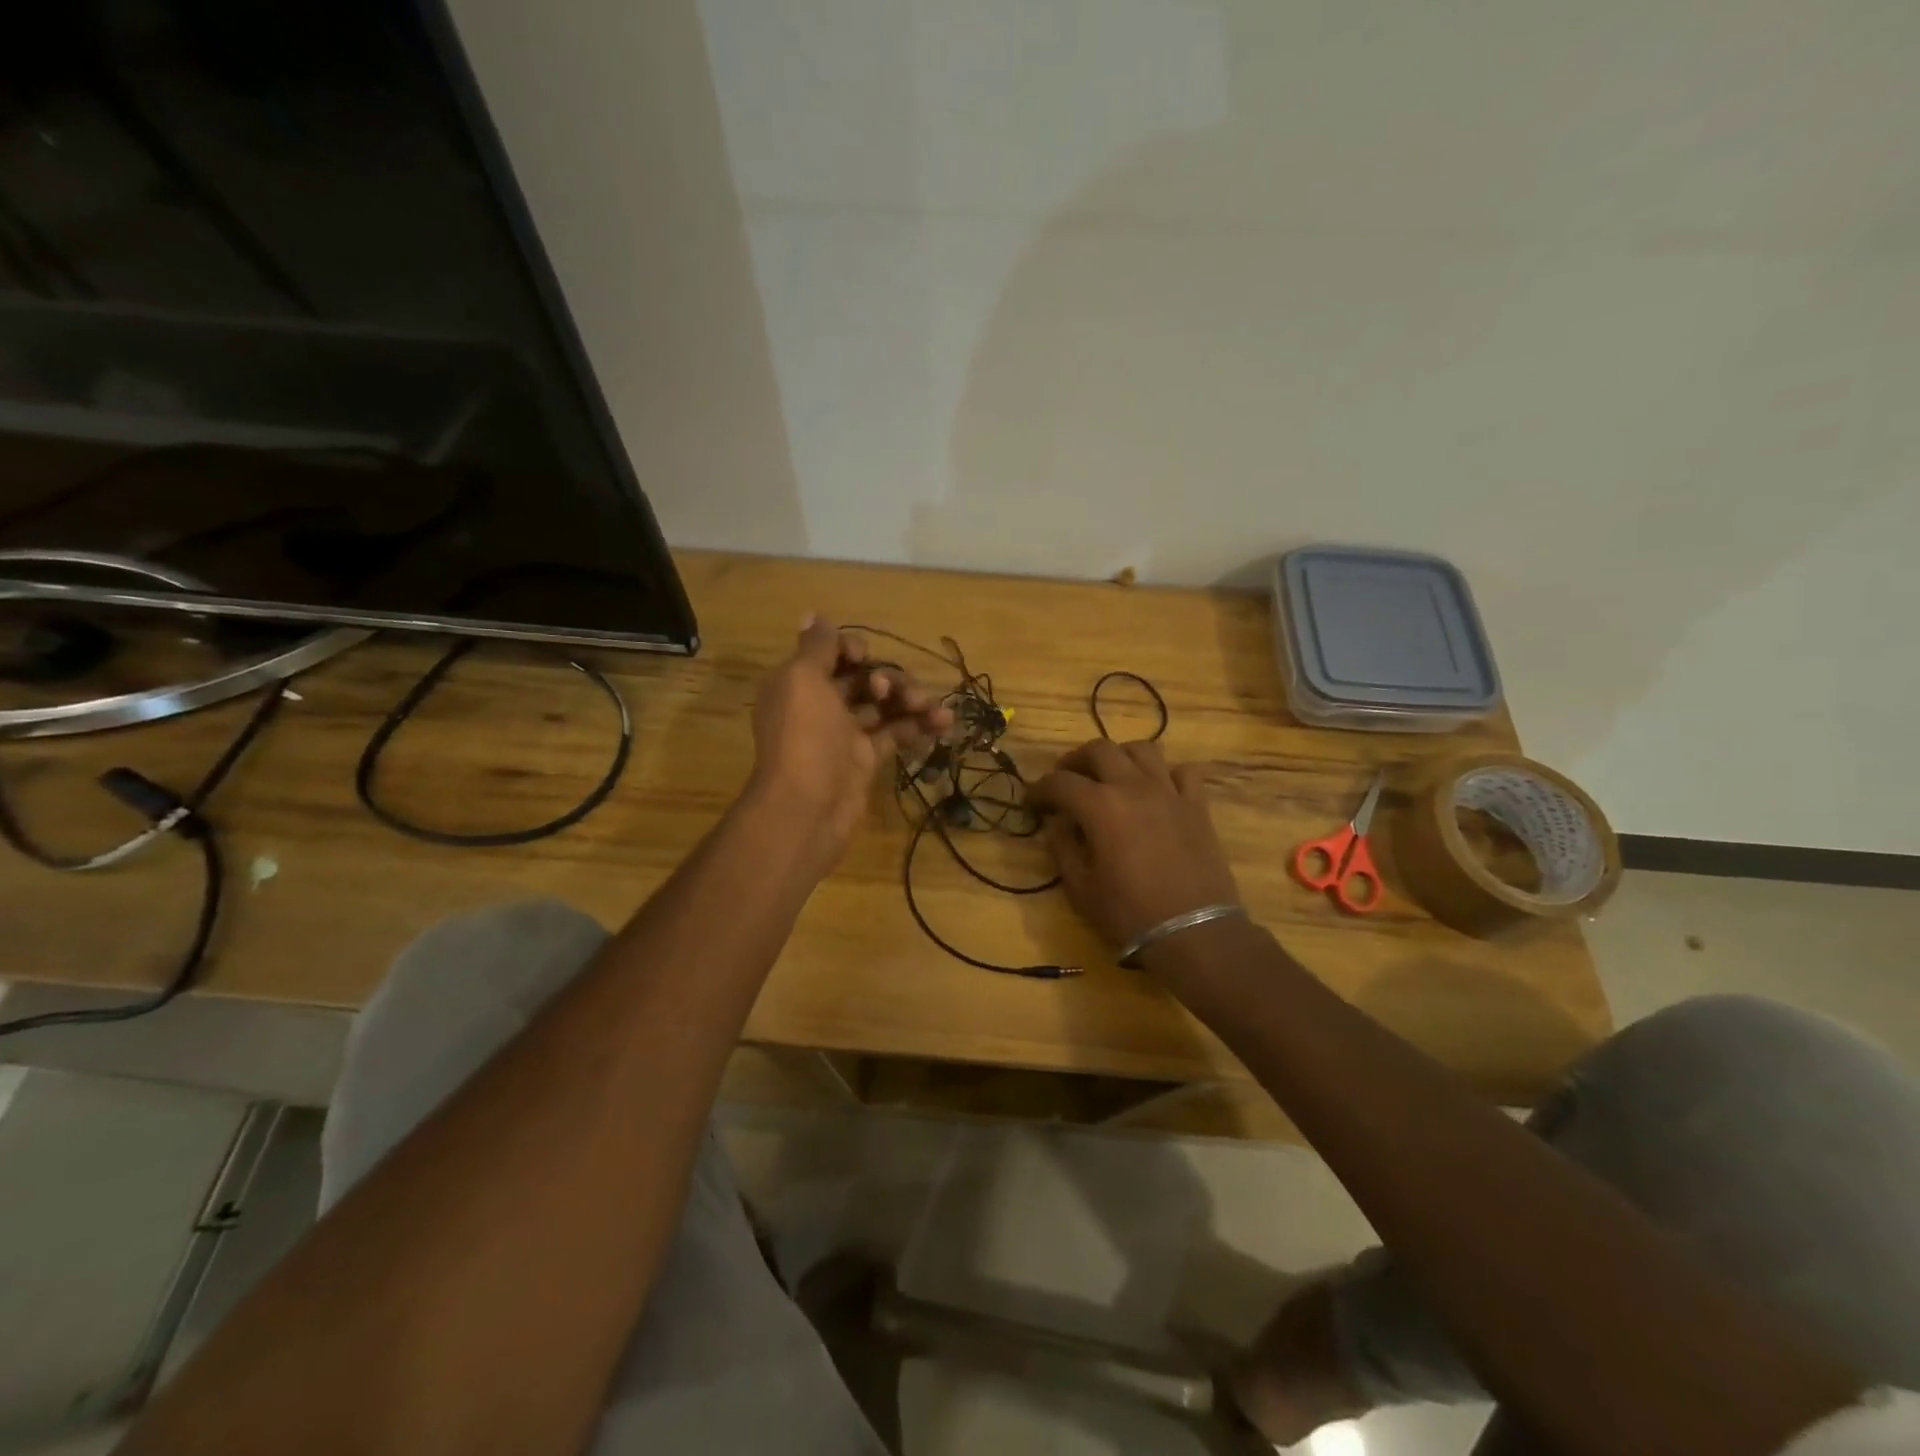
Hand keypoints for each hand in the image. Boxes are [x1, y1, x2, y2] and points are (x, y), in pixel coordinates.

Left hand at [749, 616, 952, 859]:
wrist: (808, 808)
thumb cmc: (805, 737)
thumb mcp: (802, 680)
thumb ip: (816, 647)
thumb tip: (812, 614)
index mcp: (798, 683)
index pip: (831, 654)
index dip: (852, 650)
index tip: (864, 659)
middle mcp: (820, 705)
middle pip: (862, 678)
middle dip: (888, 677)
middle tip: (892, 692)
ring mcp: (844, 734)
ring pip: (883, 706)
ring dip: (911, 700)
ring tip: (934, 710)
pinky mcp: (866, 759)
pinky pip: (896, 733)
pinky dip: (918, 726)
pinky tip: (943, 724)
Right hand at [1028, 739, 1240, 951]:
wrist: (1193, 932)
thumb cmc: (1129, 914)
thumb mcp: (1080, 888)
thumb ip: (1062, 848)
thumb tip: (1057, 823)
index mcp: (1100, 806)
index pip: (1060, 782)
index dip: (1039, 789)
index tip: (1031, 801)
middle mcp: (1133, 786)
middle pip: (1099, 749)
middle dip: (1075, 761)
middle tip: (1066, 780)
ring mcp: (1169, 792)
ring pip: (1142, 749)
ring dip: (1120, 757)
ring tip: (1111, 776)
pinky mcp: (1197, 805)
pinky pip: (1183, 771)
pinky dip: (1166, 773)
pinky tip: (1157, 790)